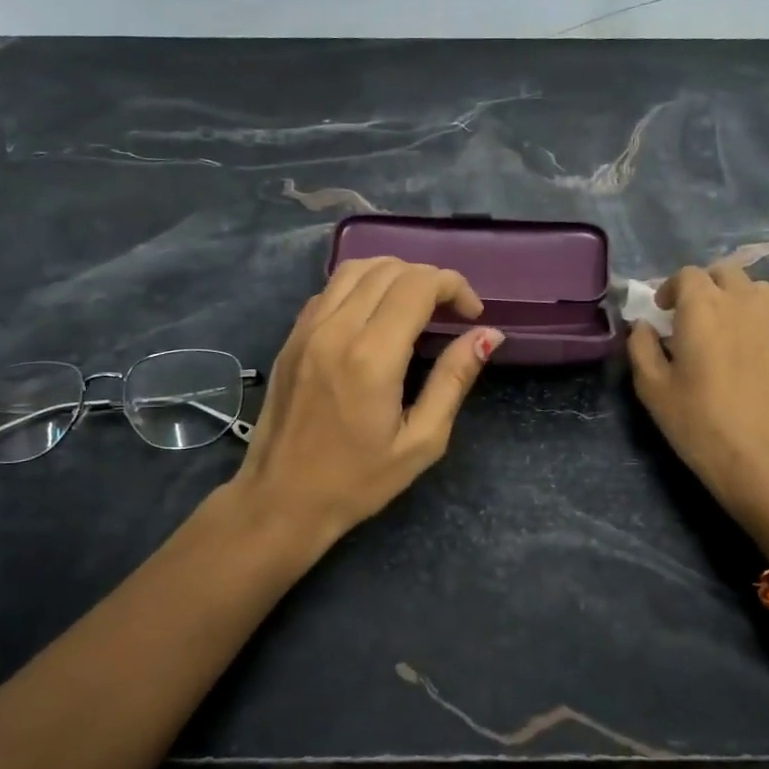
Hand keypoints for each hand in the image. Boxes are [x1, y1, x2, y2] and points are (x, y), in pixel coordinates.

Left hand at [232, 257, 502, 545]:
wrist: (281, 500)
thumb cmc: (358, 481)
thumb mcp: (421, 441)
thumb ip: (454, 380)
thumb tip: (487, 335)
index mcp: (372, 357)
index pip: (418, 285)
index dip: (454, 286)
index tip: (472, 314)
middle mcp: (336, 330)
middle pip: (389, 269)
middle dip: (429, 279)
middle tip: (450, 312)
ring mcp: (307, 330)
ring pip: (356, 268)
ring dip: (394, 275)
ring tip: (416, 305)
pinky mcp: (291, 337)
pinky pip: (330, 289)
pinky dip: (362, 286)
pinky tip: (376, 316)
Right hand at [628, 264, 768, 562]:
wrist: (766, 459)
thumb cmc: (700, 423)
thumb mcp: (652, 388)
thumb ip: (641, 347)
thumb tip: (642, 326)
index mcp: (703, 306)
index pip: (687, 275)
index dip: (671, 288)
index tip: (663, 312)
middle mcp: (744, 302)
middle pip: (725, 273)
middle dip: (705, 287)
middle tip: (691, 316)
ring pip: (756, 289)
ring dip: (736, 297)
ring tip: (725, 326)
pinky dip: (758, 321)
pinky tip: (749, 352)